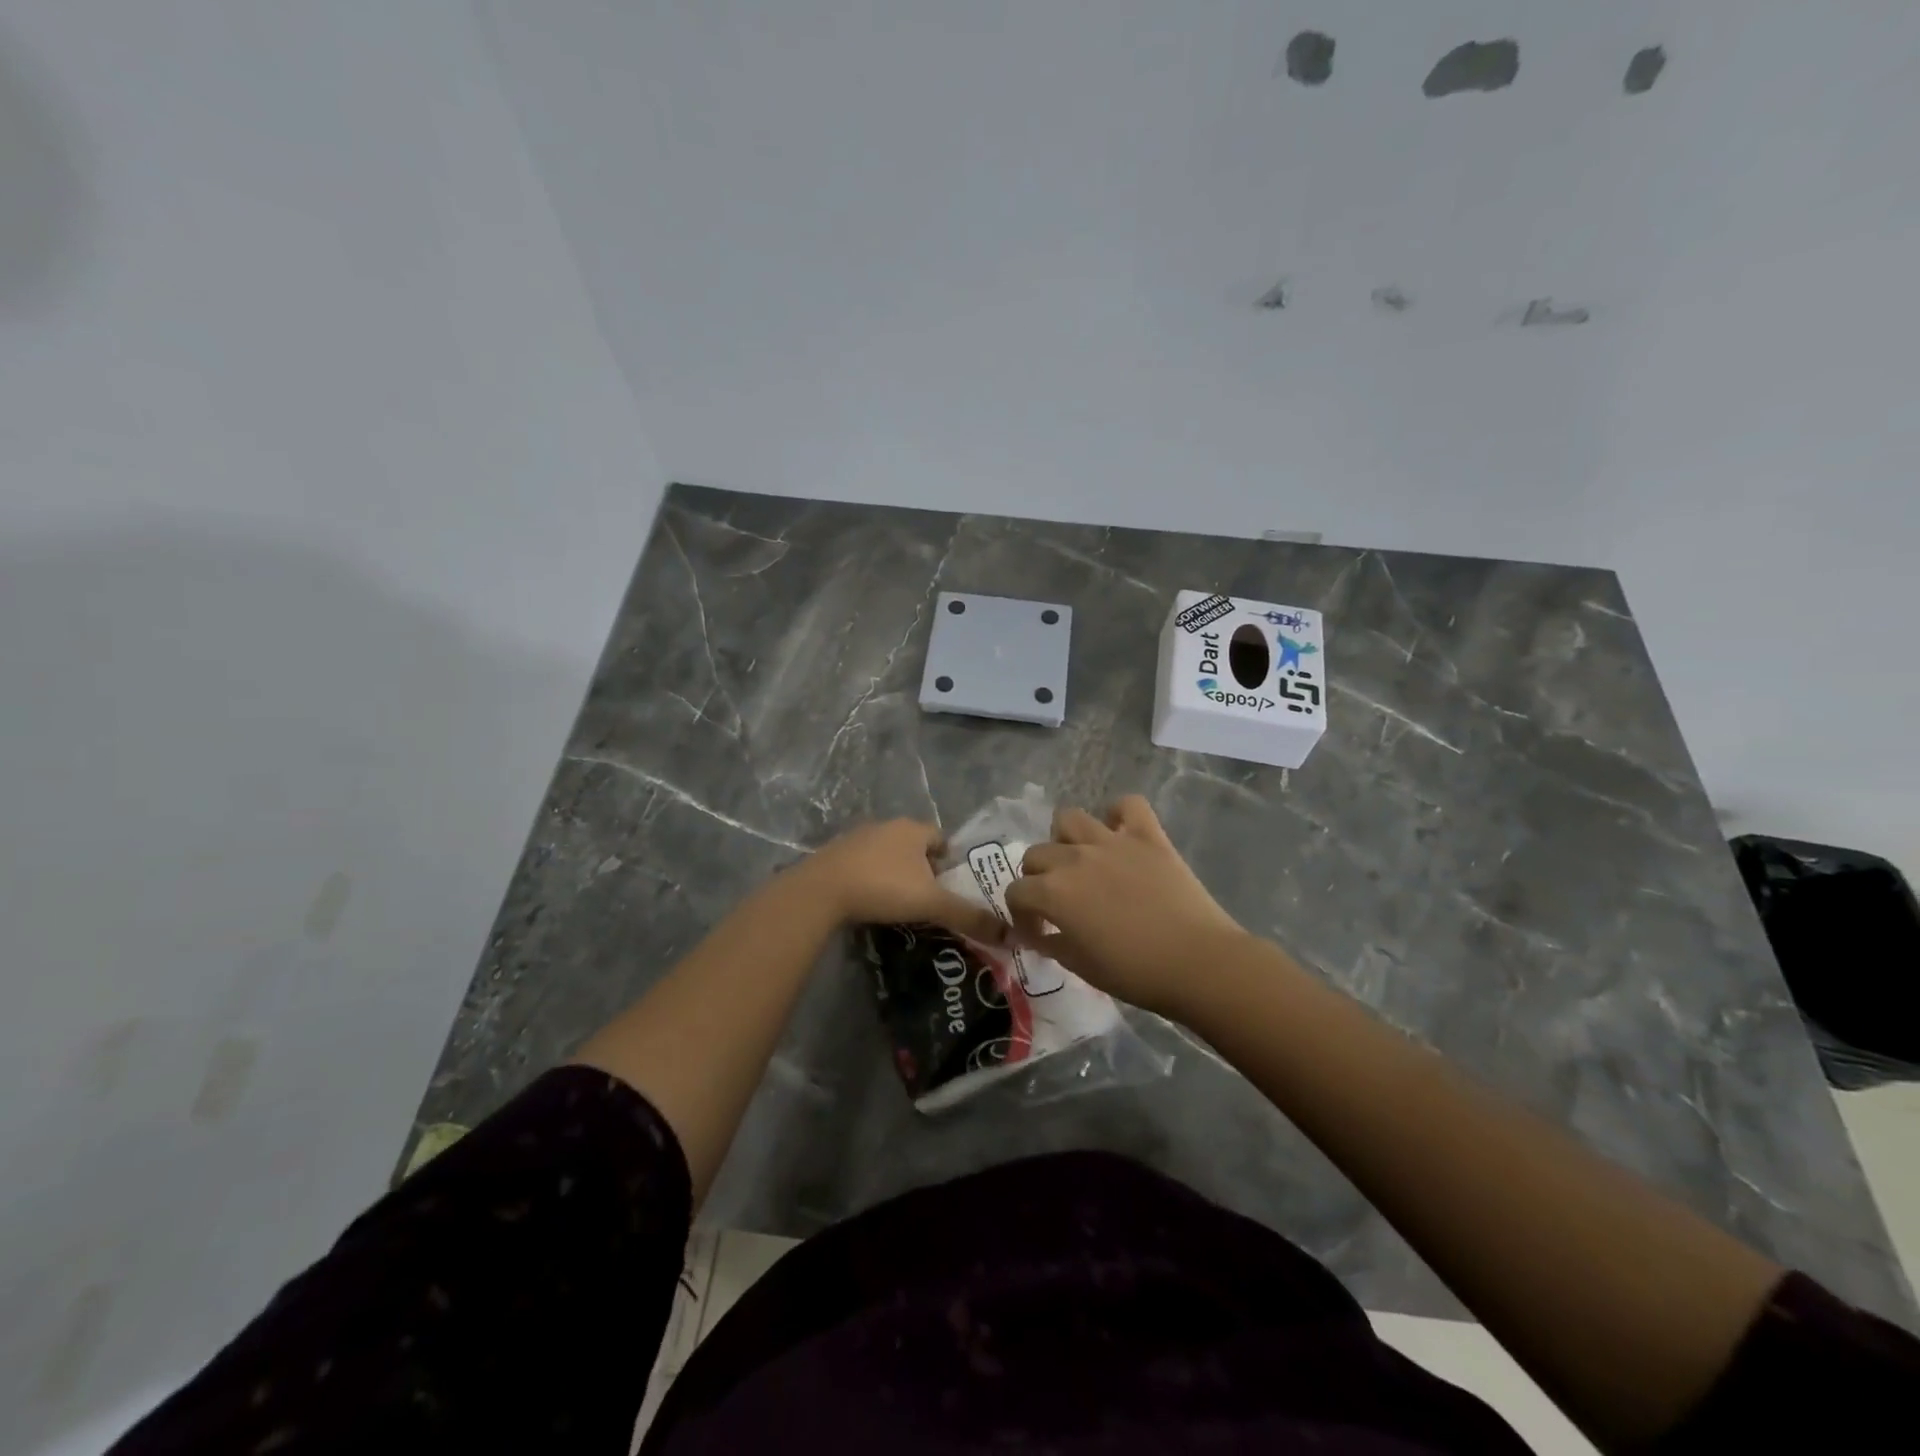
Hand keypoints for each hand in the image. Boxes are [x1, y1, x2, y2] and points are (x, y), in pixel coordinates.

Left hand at [794, 819, 1007, 944]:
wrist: (821, 890)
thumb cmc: (883, 887)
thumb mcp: (931, 903)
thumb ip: (969, 916)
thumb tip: (1011, 935)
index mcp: (913, 829)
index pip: (941, 838)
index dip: (950, 862)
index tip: (951, 888)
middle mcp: (886, 826)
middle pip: (914, 846)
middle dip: (923, 869)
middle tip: (929, 899)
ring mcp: (857, 838)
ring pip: (887, 854)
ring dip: (895, 873)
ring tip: (900, 904)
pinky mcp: (835, 855)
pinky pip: (862, 865)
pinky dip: (871, 879)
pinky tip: (870, 902)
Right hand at [1005, 795, 1245, 1016]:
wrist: (1198, 963)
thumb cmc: (1136, 973)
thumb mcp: (1081, 967)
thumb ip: (1053, 945)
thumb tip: (1042, 935)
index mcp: (1054, 893)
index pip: (1016, 892)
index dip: (1021, 914)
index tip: (1037, 932)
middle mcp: (1075, 859)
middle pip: (1036, 854)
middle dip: (1038, 878)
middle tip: (1057, 901)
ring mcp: (1112, 841)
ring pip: (1069, 818)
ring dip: (1066, 839)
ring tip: (1080, 860)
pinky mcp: (1148, 835)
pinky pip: (1128, 805)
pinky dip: (1119, 815)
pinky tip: (1120, 834)